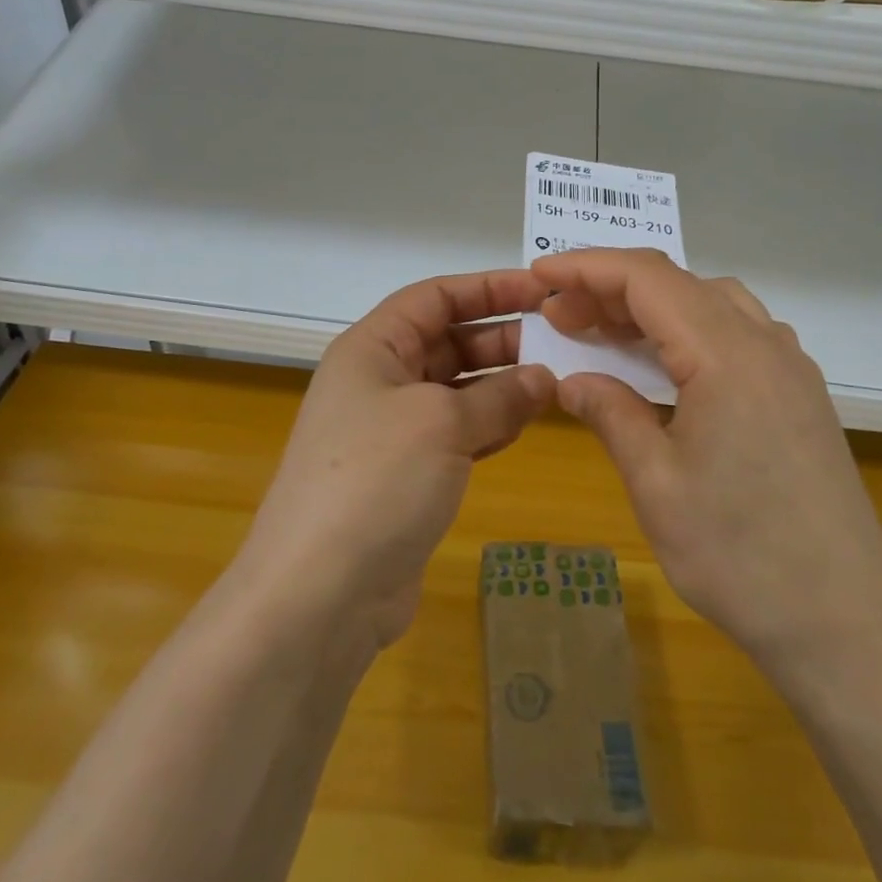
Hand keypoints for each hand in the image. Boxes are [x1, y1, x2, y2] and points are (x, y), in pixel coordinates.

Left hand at [235, 270, 555, 654]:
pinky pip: (456, 433)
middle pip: (447, 340)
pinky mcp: (406, 474)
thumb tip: (544, 379)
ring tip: (555, 385)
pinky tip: (524, 426)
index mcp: (372, 348)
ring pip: (456, 389)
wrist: (319, 594)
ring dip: (501, 385)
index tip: (541, 291)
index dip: (488, 287)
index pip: (435, 297)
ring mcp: (391, 430)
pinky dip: (489, 425)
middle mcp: (379, 380)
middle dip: (501, 339)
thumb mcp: (442, 423)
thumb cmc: (376, 481)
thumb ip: (499, 396)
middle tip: (562, 343)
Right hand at [533, 249, 881, 666]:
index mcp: (727, 354)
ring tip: (605, 334)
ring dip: (654, 306)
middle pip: (679, 284)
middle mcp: (765, 344)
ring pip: (712, 302)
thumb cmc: (741, 557)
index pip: (647, 279)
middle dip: (613, 288)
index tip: (541, 274)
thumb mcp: (657, 485)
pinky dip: (689, 330)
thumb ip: (612, 414)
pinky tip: (667, 367)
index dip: (588, 267)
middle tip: (560, 316)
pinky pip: (738, 333)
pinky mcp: (801, 396)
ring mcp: (790, 369)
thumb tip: (572, 380)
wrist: (849, 627)